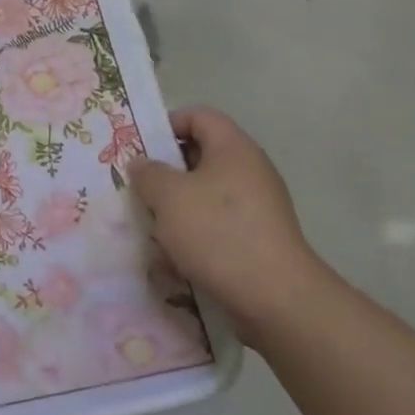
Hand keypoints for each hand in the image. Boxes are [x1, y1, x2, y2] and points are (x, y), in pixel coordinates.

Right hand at [128, 107, 327, 350]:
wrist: (276, 298)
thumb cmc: (217, 233)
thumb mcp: (168, 196)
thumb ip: (148, 173)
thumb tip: (142, 164)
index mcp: (233, 148)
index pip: (199, 116)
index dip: (167, 125)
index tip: (140, 149)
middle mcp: (250, 170)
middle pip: (200, 156)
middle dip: (166, 173)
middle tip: (138, 189)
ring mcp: (258, 206)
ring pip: (205, 194)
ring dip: (176, 208)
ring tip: (151, 227)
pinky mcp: (258, 238)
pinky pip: (218, 224)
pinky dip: (195, 234)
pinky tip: (175, 257)